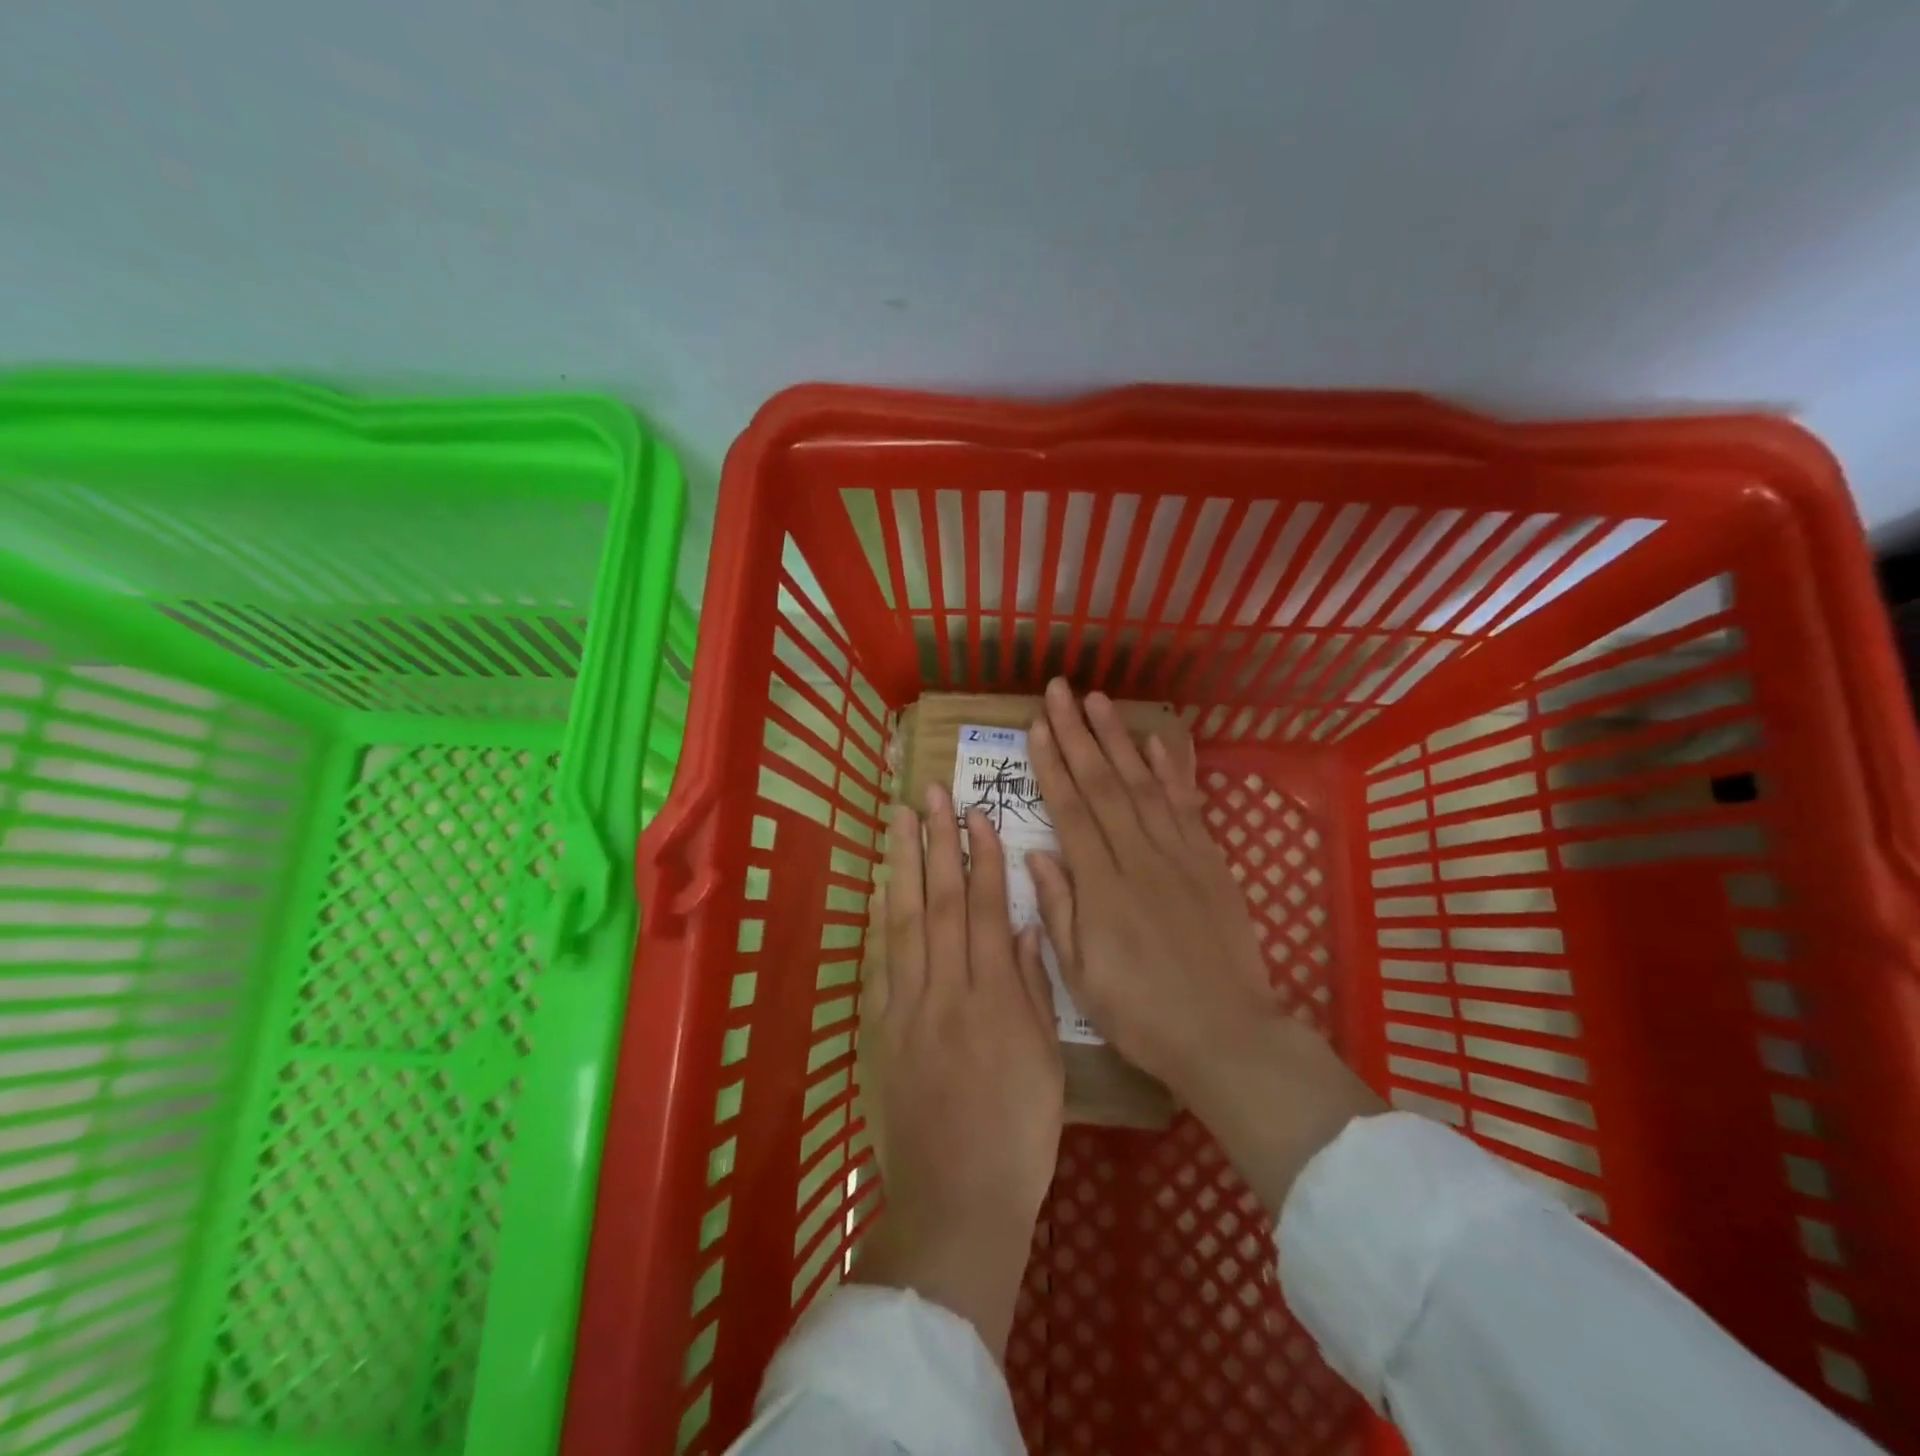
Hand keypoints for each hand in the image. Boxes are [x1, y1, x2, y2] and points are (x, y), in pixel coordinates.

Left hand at [853, 784, 1064, 1359]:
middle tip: (930, 794)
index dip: (981, 857)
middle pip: (938, 902)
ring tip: (899, 821)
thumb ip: (1031, 987)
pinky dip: (879, 918)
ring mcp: (907, 1006)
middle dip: (936, 842)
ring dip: (902, 866)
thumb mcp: (1044, 1060)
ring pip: (904, 921)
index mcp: (993, 997)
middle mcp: (946, 989)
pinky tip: (879, 887)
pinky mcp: (882, 1028)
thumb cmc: (1019, 1133)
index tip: (977, 814)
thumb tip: (1021, 924)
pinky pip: (881, 962)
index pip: (984, 909)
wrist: (958, 1197)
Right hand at [1026, 679, 1381, 1213]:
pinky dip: (1173, 769)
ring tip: (1099, 699)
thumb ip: (1058, 908)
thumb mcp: (1081, 974)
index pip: (1070, 810)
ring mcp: (1179, 855)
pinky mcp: (1210, 862)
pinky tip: (1157, 741)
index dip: (1051, 764)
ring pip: (1143, 783)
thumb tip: (1036, 853)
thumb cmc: (1141, 1013)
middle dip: (1078, 733)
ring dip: (1118, 738)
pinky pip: (1187, 805)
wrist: (1225, 1034)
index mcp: (1101, 886)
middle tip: (1059, 691)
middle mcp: (1138, 857)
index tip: (1036, 726)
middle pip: (1103, 784)